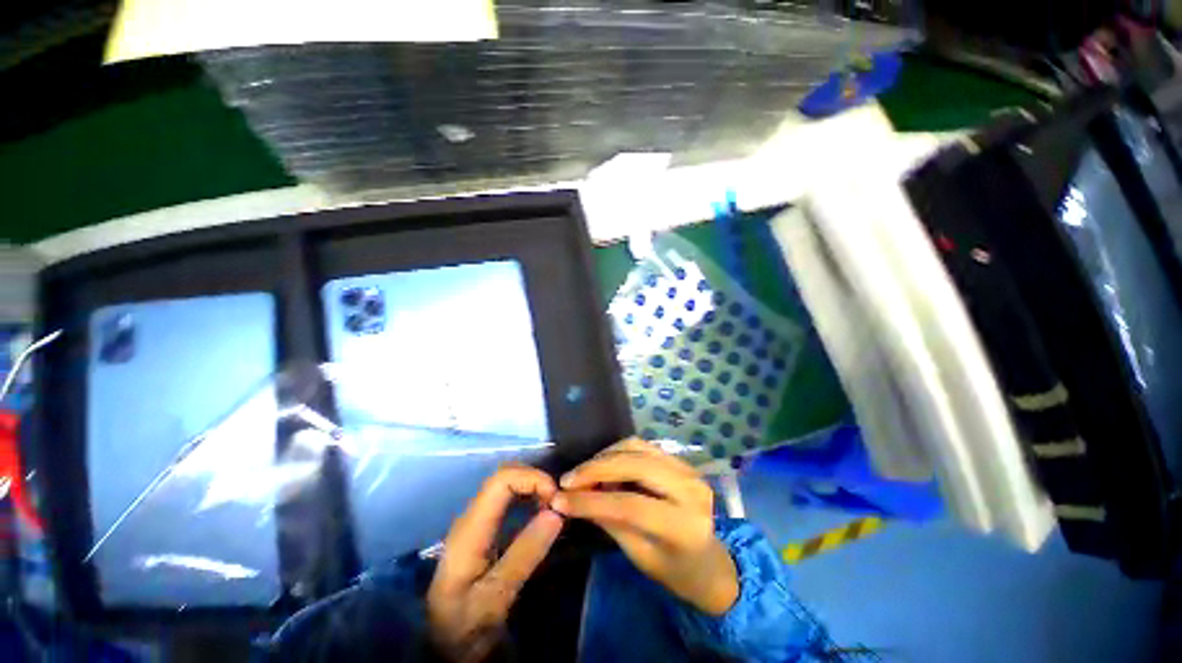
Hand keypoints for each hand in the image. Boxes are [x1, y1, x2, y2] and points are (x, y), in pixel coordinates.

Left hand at [427, 465, 564, 661]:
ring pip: (507, 482)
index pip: (501, 479)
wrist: (442, 641)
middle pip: (504, 474)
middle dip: (536, 479)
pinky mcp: (482, 526)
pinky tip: (540, 514)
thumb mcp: (497, 597)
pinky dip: (528, 496)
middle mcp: (471, 515)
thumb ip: (525, 554)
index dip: (532, 478)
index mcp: (470, 528)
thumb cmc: (466, 623)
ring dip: (533, 486)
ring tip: (553, 507)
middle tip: (558, 503)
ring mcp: (476, 519)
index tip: (556, 498)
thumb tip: (556, 512)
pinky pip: (507, 496)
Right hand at [551, 438, 738, 615]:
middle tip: (569, 479)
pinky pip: (643, 446)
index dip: (591, 500)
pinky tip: (604, 465)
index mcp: (685, 526)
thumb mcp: (640, 556)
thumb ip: (609, 522)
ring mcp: (688, 469)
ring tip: (584, 472)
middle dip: (596, 468)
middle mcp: (691, 489)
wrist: (711, 563)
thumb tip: (572, 499)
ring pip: (637, 447)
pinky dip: (618, 452)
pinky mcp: (681, 460)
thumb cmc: (676, 571)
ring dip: (605, 456)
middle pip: (635, 464)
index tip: (560, 498)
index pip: (631, 505)